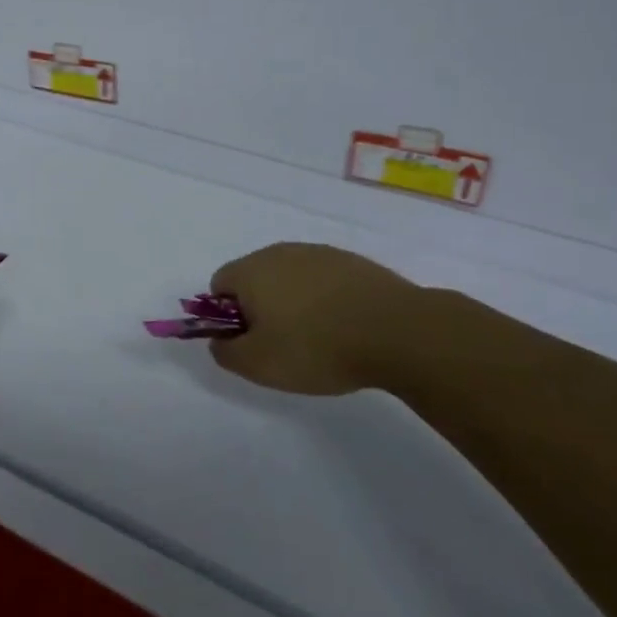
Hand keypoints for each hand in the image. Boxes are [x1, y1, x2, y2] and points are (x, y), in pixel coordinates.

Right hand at [205, 242, 427, 394]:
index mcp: (251, 270)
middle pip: (256, 278)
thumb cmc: (316, 347)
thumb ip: (225, 352)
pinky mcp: (353, 262)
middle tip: (283, 345)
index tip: (252, 342)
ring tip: (320, 339)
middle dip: (261, 308)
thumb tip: (218, 341)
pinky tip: (346, 328)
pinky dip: (326, 300)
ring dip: (295, 303)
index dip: (228, 316)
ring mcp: (319, 253)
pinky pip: (324, 281)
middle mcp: (280, 252)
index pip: (220, 285)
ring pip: (291, 278)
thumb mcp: (259, 364)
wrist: (398, 332)